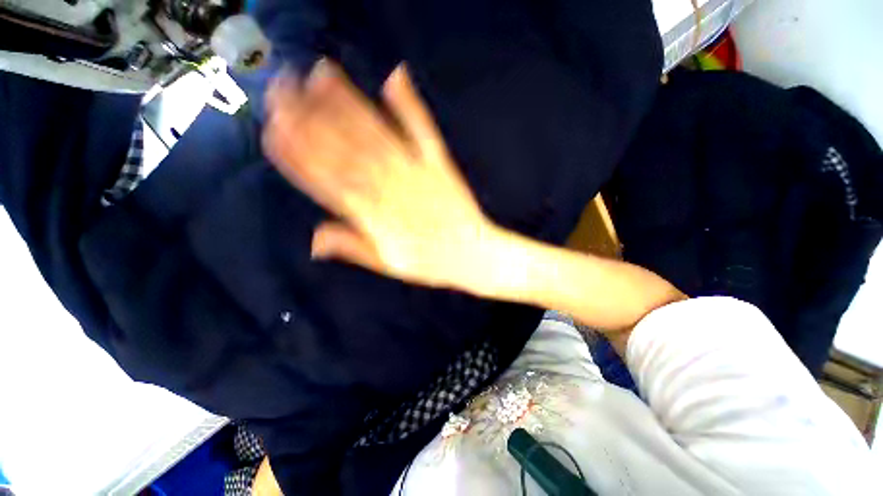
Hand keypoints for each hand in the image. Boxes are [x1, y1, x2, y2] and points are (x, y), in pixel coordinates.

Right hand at [263, 61, 500, 289]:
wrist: (474, 256)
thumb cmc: (432, 263)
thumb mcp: (389, 265)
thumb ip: (354, 248)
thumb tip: (313, 240)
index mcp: (377, 218)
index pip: (330, 181)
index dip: (300, 155)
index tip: (274, 129)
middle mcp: (393, 190)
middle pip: (347, 150)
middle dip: (312, 117)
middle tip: (283, 86)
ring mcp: (418, 173)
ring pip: (377, 135)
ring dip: (349, 102)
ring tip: (322, 73)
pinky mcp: (442, 165)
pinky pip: (424, 131)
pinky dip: (410, 104)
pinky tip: (395, 78)